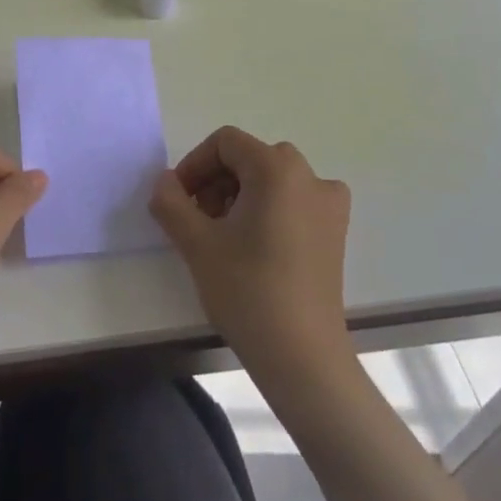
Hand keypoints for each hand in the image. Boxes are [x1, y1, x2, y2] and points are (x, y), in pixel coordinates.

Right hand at [150, 126, 353, 378]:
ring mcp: (328, 204)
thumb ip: (171, 202)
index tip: (178, 200)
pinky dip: (269, 209)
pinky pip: (295, 200)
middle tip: (198, 219)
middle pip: (249, 157)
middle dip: (216, 181)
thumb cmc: (247, 291)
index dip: (195, 165)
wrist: (303, 357)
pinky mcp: (335, 232)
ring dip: (240, 194)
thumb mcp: (196, 243)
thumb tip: (165, 182)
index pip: (225, 143)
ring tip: (222, 236)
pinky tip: (256, 246)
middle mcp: (309, 176)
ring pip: (272, 179)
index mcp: (276, 168)